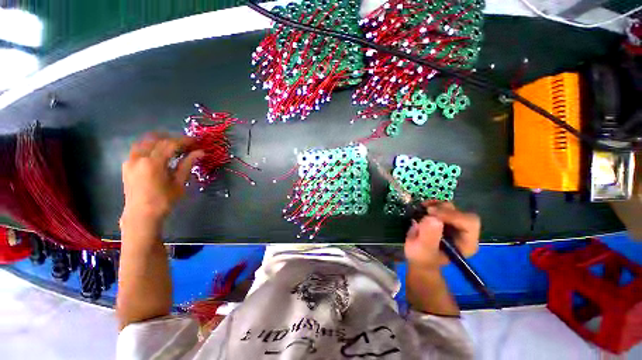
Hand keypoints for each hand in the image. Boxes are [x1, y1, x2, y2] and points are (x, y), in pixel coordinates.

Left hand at [120, 133, 203, 225]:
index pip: (170, 144)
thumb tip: (200, 152)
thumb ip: (187, 164)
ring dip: (160, 140)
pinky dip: (150, 145)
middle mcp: (139, 157)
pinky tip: (159, 151)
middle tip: (186, 143)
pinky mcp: (127, 164)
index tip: (196, 141)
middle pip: (157, 139)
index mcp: (153, 163)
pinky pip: (138, 148)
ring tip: (173, 144)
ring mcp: (130, 160)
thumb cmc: (164, 201)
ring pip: (145, 141)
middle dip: (173, 138)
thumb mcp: (179, 183)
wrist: (141, 214)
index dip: (184, 141)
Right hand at [404, 201, 479, 269]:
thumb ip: (429, 237)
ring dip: (436, 205)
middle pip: (461, 213)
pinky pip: (443, 205)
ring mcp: (455, 224)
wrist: (417, 256)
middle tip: (426, 210)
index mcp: (467, 243)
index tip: (430, 213)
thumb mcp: (423, 250)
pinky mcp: (445, 218)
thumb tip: (432, 218)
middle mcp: (465, 232)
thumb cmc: (422, 257)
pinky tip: (423, 207)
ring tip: (422, 209)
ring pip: (452, 207)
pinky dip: (433, 203)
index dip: (452, 215)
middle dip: (442, 209)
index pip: (469, 223)